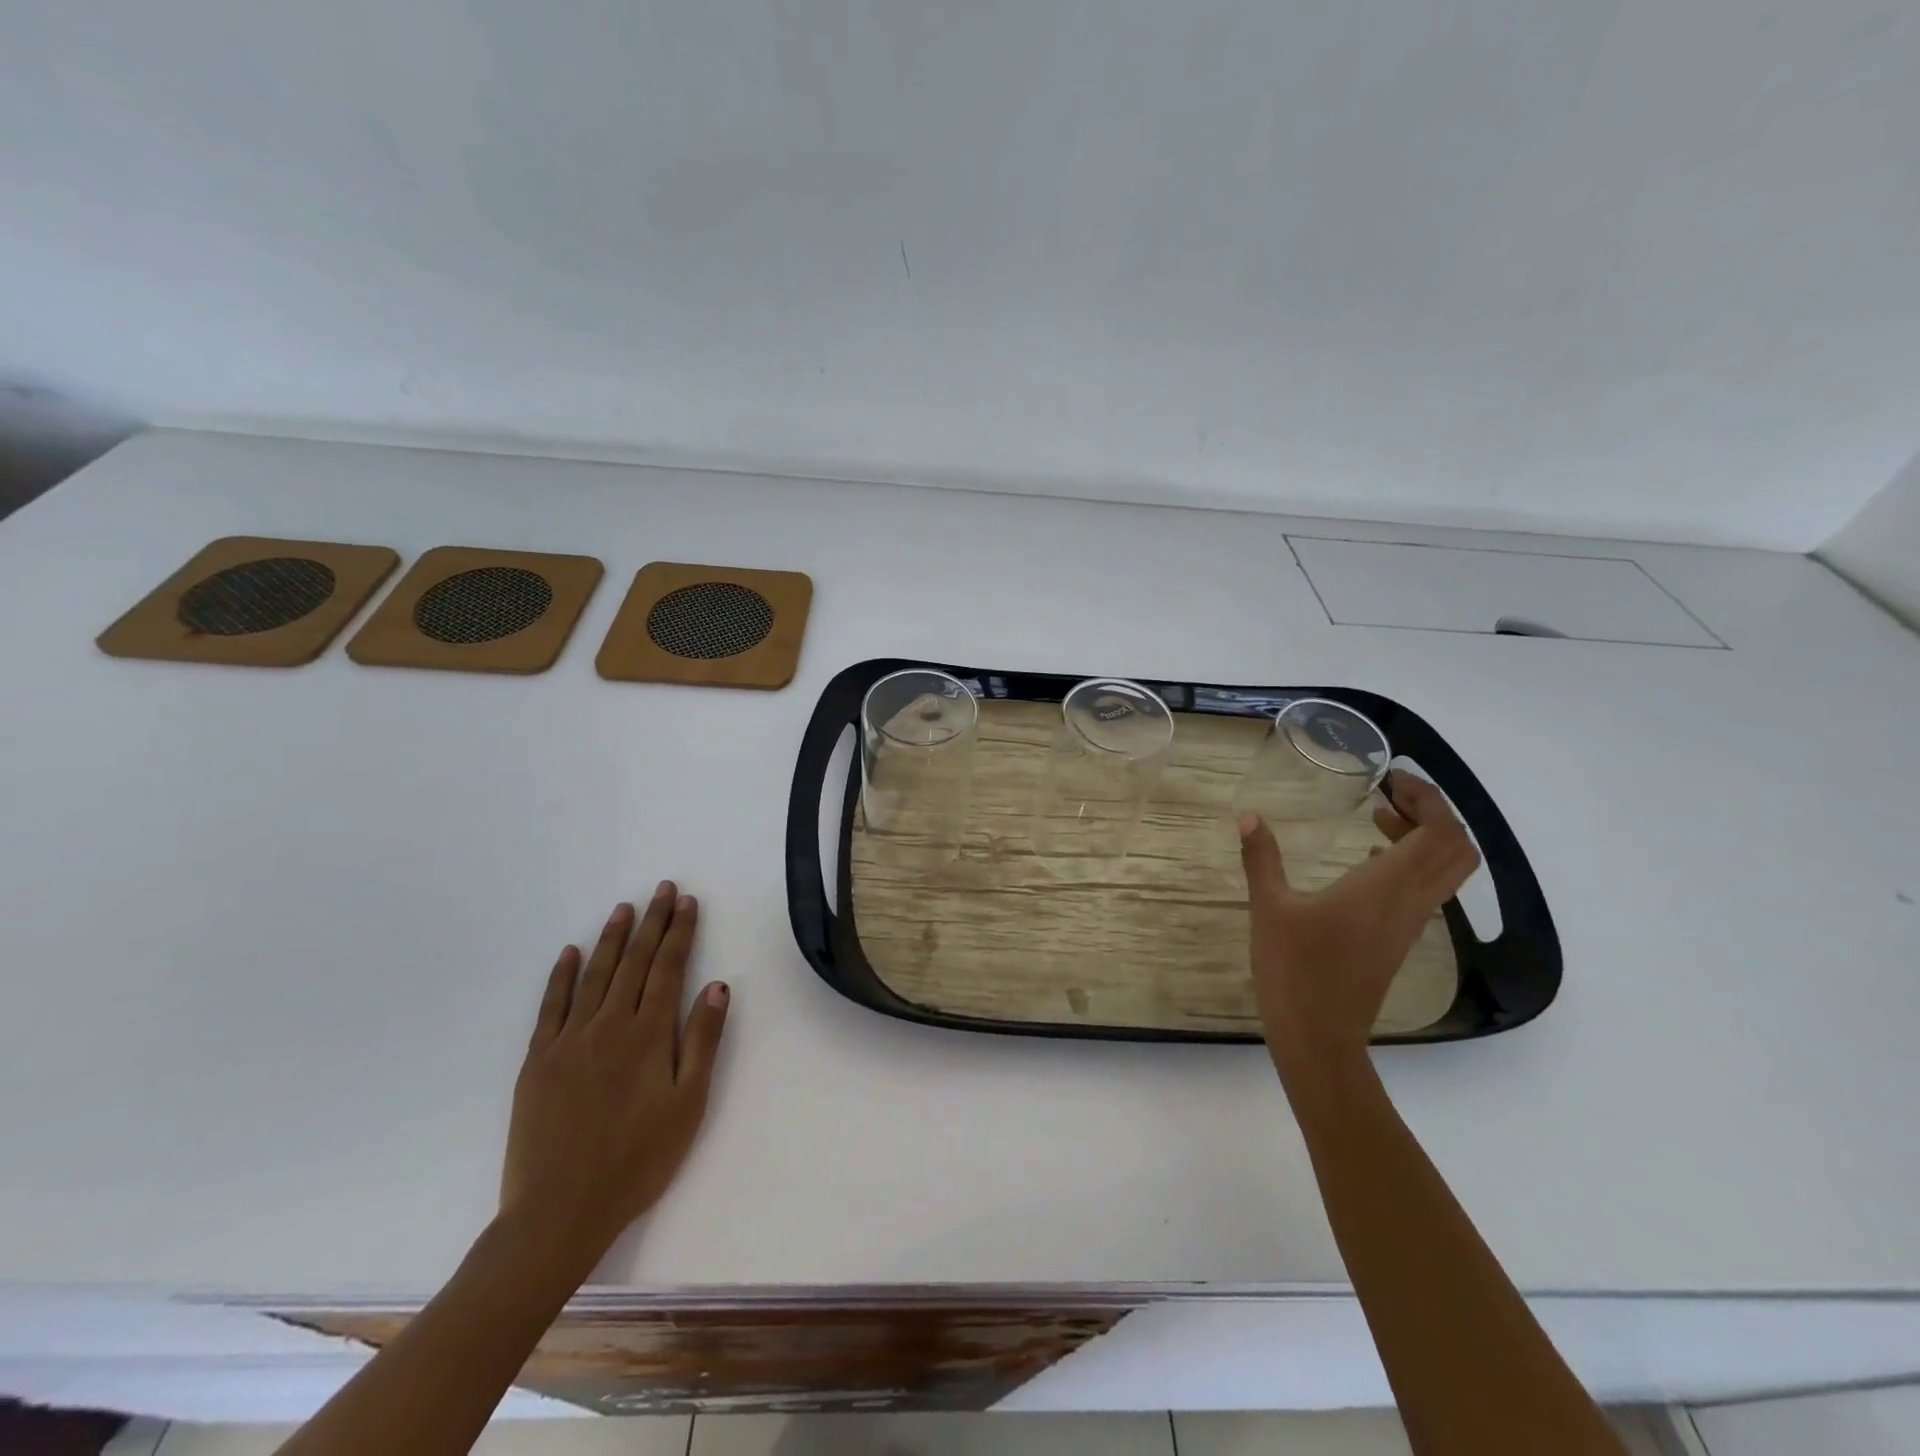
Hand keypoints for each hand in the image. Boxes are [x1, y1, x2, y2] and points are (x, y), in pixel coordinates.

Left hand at [499, 882, 729, 1272]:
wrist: (560, 1212)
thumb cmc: (638, 1160)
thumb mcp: (688, 1104)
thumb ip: (702, 1041)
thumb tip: (716, 985)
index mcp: (648, 1035)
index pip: (668, 968)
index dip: (680, 932)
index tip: (687, 902)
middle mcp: (609, 1025)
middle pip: (634, 962)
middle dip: (652, 922)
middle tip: (662, 888)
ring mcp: (569, 1040)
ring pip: (595, 974)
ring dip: (612, 938)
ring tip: (625, 908)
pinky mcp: (538, 1060)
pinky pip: (551, 1005)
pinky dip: (561, 975)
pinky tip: (569, 953)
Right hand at [1239, 771, 1478, 1078]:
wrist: (1319, 1037)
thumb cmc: (1295, 970)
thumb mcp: (1270, 908)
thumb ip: (1262, 859)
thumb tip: (1249, 817)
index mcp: (1386, 888)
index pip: (1440, 833)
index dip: (1428, 799)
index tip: (1392, 778)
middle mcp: (1410, 902)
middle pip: (1456, 849)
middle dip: (1433, 813)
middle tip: (1390, 794)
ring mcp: (1409, 924)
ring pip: (1446, 870)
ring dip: (1424, 836)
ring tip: (1378, 817)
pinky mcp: (1399, 939)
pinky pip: (1426, 889)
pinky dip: (1411, 862)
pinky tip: (1367, 858)